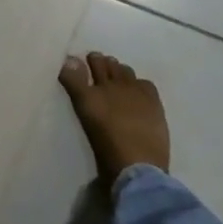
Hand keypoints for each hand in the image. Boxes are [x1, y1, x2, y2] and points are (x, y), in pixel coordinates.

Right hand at [58, 51, 170, 190]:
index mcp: (90, 92)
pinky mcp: (153, 102)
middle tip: (96, 61)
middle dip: (100, 61)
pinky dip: (137, 82)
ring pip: (124, 71)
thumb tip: (68, 59)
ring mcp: (136, 93)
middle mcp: (113, 86)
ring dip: (118, 69)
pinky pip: (145, 83)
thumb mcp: (84, 113)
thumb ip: (74, 84)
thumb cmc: (105, 145)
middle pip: (105, 65)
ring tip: (115, 75)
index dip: (78, 63)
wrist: (137, 164)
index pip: (80, 68)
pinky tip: (136, 89)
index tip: (77, 61)